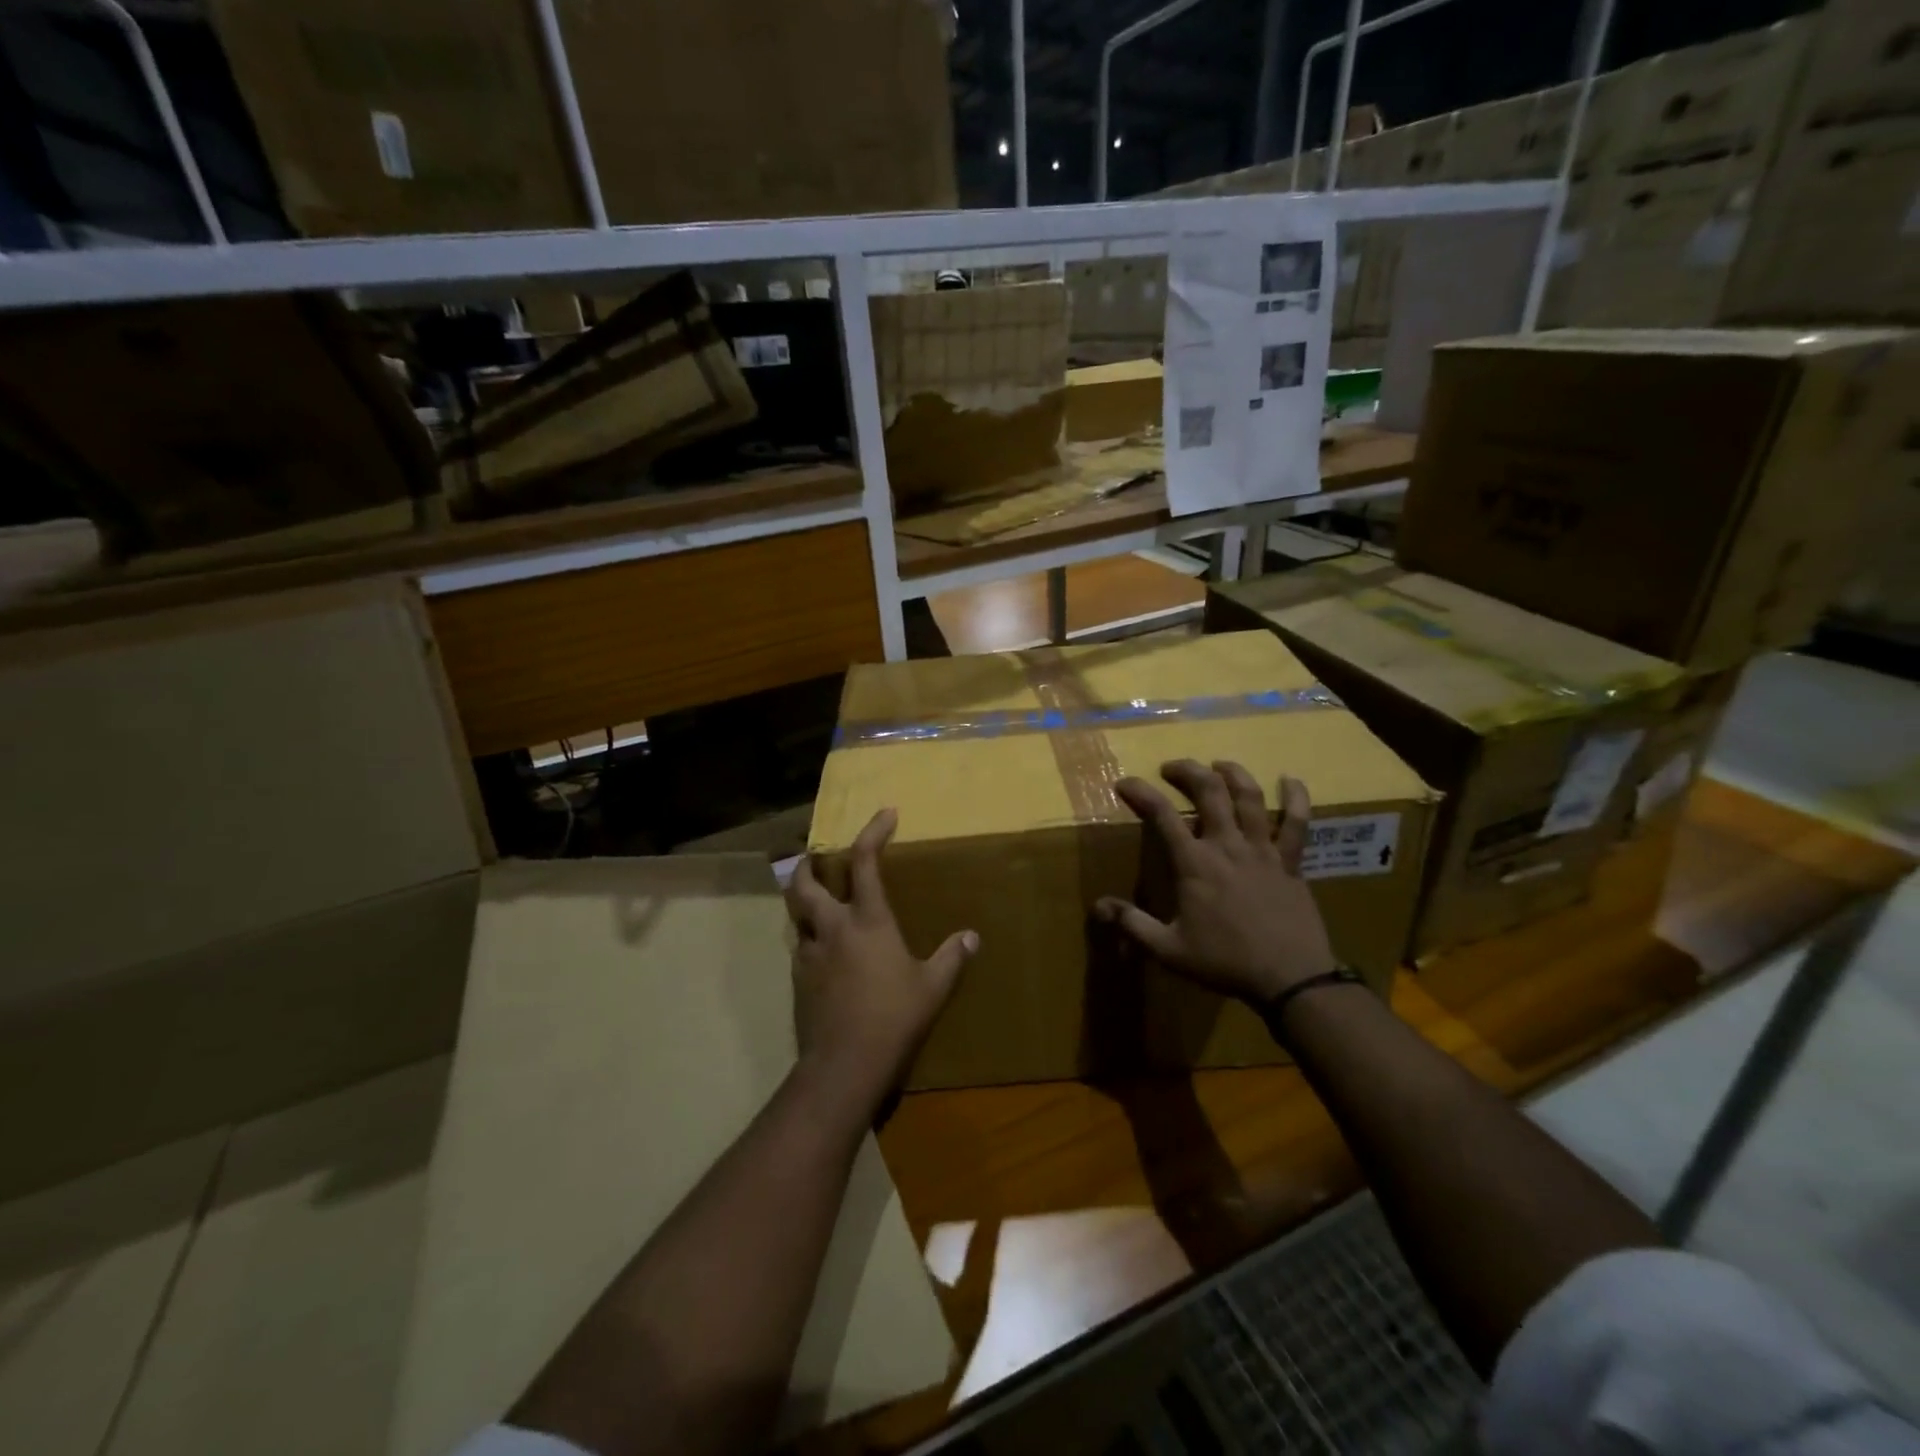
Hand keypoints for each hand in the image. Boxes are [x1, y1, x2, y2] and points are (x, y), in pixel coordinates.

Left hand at [786, 808, 977, 1107]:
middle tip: (814, 858)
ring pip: (796, 917)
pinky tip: (825, 955)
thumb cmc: (894, 1017)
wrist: (844, 1065)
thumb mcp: (932, 987)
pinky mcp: (798, 981)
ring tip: (819, 907)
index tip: (885, 814)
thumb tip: (971, 937)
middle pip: (804, 884)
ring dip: (804, 905)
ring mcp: (809, 954)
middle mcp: (832, 928)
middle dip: (807, 865)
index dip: (873, 832)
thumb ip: (951, 958)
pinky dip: (809, 941)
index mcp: (867, 920)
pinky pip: (800, 949)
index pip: (865, 862)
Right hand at [1094, 760, 1336, 1003]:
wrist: (1290, 979)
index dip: (1140, 793)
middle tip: (1172, 768)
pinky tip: (1292, 779)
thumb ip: (1132, 924)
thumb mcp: (1168, 949)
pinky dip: (1297, 798)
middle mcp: (1227, 846)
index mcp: (1195, 864)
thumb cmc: (1225, 963)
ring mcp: (1262, 850)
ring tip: (1218, 764)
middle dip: (1187, 771)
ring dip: (1233, 774)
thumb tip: (1097, 906)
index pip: (1162, 816)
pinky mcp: (1291, 862)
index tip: (1125, 783)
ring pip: (1250, 798)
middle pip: (1209, 792)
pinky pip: (1298, 823)